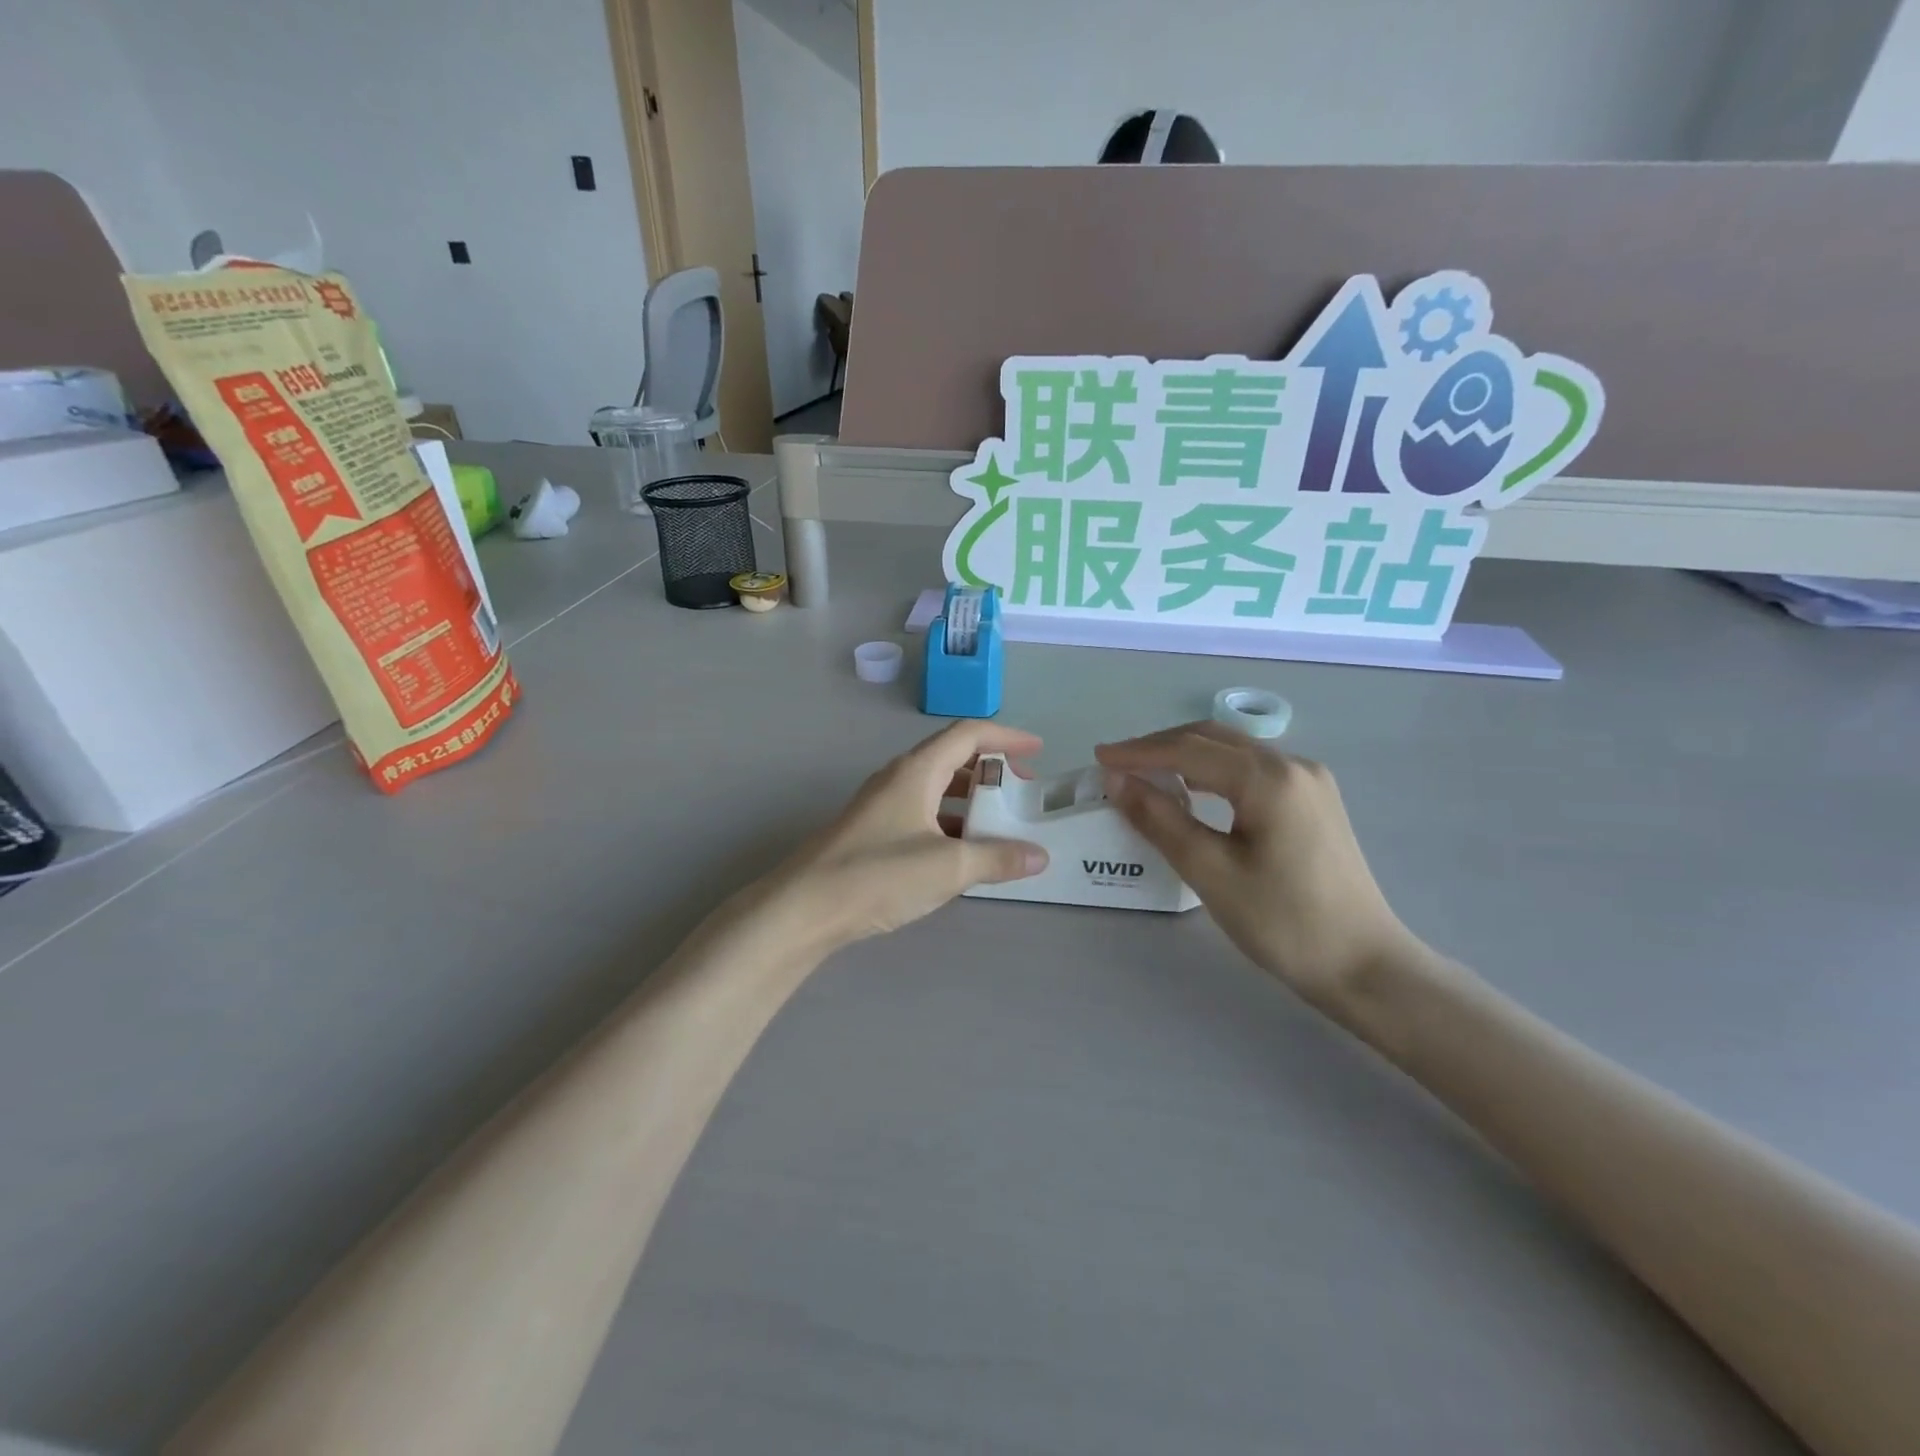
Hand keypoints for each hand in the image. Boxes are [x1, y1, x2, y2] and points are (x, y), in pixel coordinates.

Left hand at [765, 720, 1049, 952]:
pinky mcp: (873, 832)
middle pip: (952, 759)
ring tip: (1000, 824)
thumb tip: (1039, 856)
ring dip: (970, 800)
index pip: (968, 735)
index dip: (1006, 737)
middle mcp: (899, 779)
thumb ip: (997, 858)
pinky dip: (950, 824)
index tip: (1038, 750)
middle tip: (1021, 793)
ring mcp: (882, 805)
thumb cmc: (878, 874)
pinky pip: (922, 814)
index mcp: (917, 771)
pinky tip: (964, 852)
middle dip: (991, 771)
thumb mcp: (948, 866)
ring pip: (936, 789)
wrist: (804, 907)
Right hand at [1096, 722, 1418, 1011]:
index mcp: (1269, 779)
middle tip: (1116, 764)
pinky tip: (1195, 789)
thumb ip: (1160, 819)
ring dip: (1186, 754)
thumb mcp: (1210, 872)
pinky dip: (1213, 770)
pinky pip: (1252, 768)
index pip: (1189, 750)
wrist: (1365, 966)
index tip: (1099, 758)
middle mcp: (1293, 765)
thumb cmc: (1283, 922)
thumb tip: (1116, 781)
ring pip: (1233, 750)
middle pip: (1212, 738)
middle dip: (1160, 746)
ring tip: (1146, 773)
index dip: (1139, 752)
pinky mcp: (1314, 800)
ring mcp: (1309, 781)